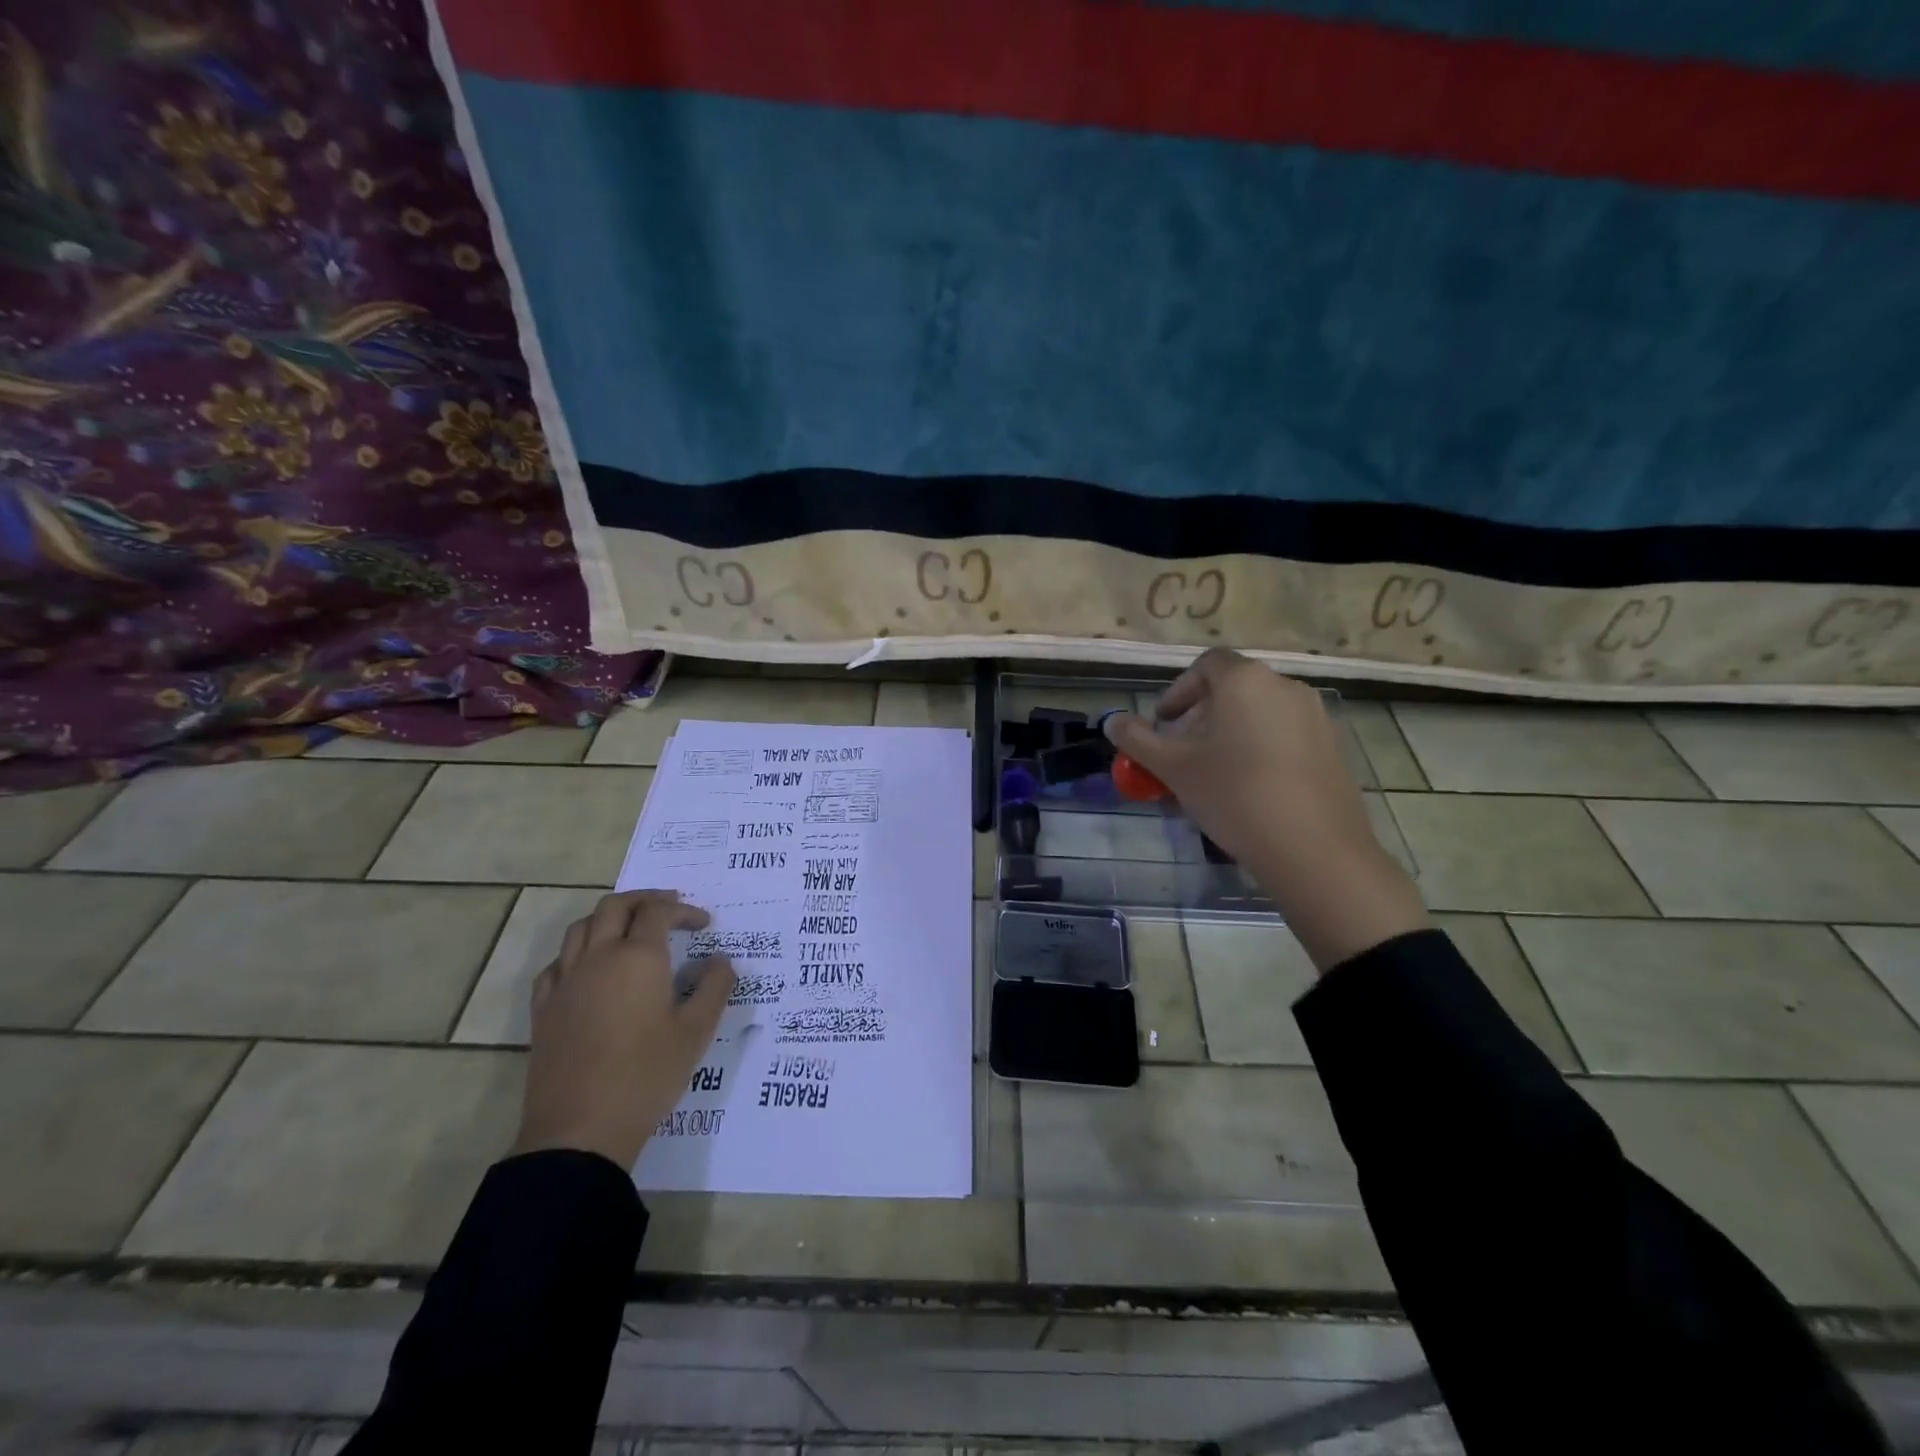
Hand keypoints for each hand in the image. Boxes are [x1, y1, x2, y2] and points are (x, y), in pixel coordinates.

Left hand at [511, 889, 735, 1168]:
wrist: (580, 1129)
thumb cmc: (647, 1075)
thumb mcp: (697, 1032)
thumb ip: (715, 987)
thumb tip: (720, 961)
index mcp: (638, 958)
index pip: (659, 912)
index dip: (684, 910)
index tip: (704, 925)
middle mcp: (598, 957)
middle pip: (615, 906)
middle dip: (645, 900)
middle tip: (669, 908)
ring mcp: (565, 982)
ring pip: (581, 927)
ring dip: (609, 918)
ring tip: (630, 929)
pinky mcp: (544, 1009)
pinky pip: (557, 963)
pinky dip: (577, 952)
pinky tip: (589, 969)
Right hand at [1102, 649, 1428, 969]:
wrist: (1313, 848)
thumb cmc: (1233, 795)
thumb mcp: (1174, 768)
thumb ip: (1138, 740)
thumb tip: (1112, 722)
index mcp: (1245, 681)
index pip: (1206, 664)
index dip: (1179, 690)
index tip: (1164, 724)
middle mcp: (1284, 686)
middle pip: (1234, 688)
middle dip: (1202, 715)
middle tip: (1183, 752)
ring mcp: (1315, 716)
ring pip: (1260, 712)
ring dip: (1231, 732)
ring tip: (1214, 773)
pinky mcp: (1333, 747)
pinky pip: (1286, 735)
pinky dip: (1261, 748)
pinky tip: (1251, 788)